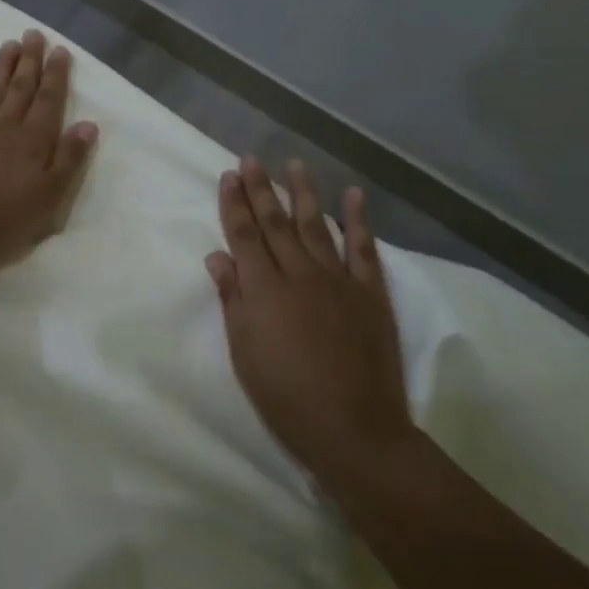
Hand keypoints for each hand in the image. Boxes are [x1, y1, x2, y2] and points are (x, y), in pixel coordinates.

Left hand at [0, 31, 99, 271]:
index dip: (55, 75)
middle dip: (30, 61)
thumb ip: (70, 158)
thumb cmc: (6, 219)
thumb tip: (88, 124)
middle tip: (34, 34)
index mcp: (33, 141)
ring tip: (8, 44)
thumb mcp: (51, 196)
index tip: (60, 50)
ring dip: (1, 67)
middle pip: (21, 89)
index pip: (49, 101)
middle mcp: (5, 127)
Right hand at [206, 158, 413, 479]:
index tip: (228, 175)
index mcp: (264, 289)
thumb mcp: (244, 352)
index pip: (244, 235)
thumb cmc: (286, 397)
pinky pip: (364, 249)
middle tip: (250, 159)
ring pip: (316, 225)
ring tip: (294, 164)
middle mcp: (299, 274)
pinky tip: (353, 195)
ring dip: (303, 193)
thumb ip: (233, 300)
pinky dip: (358, 220)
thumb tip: (217, 257)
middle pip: (275, 223)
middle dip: (260, 189)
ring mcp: (338, 280)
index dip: (234, 204)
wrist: (354, 430)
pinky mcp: (370, 294)